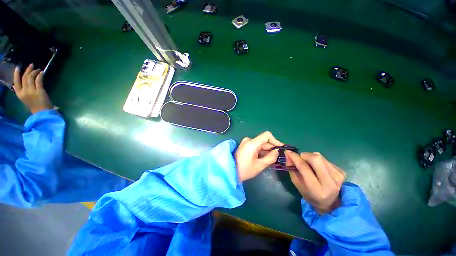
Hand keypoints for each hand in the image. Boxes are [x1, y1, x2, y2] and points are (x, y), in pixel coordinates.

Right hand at [13, 64, 52, 113]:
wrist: (42, 112)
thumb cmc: (35, 106)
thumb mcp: (25, 98)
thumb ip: (24, 91)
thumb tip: (24, 83)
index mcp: (19, 94)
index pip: (16, 82)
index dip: (16, 74)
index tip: (18, 68)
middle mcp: (24, 91)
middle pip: (24, 77)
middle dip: (28, 70)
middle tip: (32, 65)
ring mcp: (31, 91)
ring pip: (31, 77)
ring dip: (35, 72)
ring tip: (38, 69)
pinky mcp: (39, 90)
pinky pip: (39, 80)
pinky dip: (40, 75)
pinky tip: (42, 72)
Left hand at [235, 131, 283, 181]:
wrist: (230, 171)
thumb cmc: (244, 170)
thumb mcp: (259, 166)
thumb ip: (270, 158)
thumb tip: (277, 151)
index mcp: (252, 143)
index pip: (267, 135)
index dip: (275, 141)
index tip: (280, 148)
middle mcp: (249, 140)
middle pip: (264, 141)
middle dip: (271, 148)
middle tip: (277, 158)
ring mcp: (246, 142)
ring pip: (260, 144)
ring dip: (266, 150)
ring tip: (270, 160)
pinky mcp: (244, 145)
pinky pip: (255, 146)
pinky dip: (261, 151)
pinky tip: (263, 158)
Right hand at [286, 151, 345, 213]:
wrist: (331, 203)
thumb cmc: (310, 195)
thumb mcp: (297, 185)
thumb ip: (292, 170)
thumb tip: (288, 156)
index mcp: (316, 189)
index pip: (304, 167)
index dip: (295, 157)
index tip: (288, 152)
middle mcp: (330, 182)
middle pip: (316, 158)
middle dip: (304, 155)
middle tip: (300, 159)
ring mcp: (338, 176)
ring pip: (320, 157)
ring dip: (310, 157)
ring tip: (309, 164)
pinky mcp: (341, 172)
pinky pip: (325, 159)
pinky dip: (317, 160)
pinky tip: (317, 168)